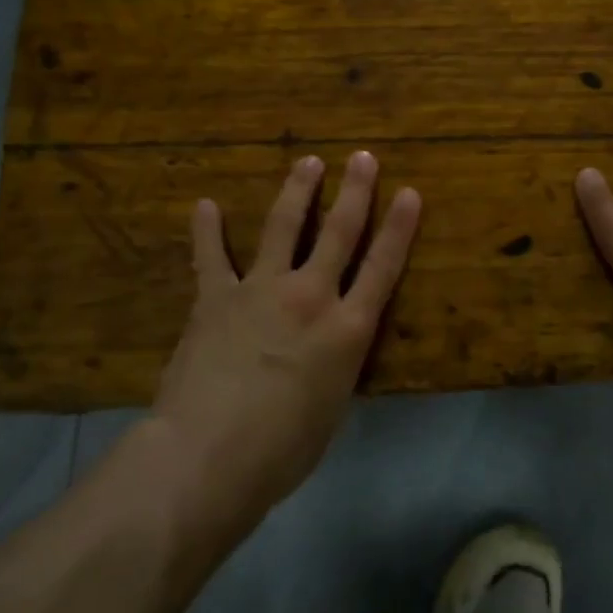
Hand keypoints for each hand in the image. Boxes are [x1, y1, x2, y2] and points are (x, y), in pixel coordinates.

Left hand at [147, 151, 420, 534]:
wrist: (208, 455)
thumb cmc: (282, 449)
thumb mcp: (331, 408)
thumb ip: (335, 367)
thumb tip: (329, 351)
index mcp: (347, 329)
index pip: (382, 267)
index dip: (398, 228)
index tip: (409, 192)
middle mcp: (309, 297)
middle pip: (338, 233)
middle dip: (355, 192)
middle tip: (363, 157)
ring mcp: (259, 291)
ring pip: (282, 228)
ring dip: (297, 192)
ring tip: (307, 162)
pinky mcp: (214, 298)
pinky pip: (210, 257)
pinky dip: (207, 230)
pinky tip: (204, 205)